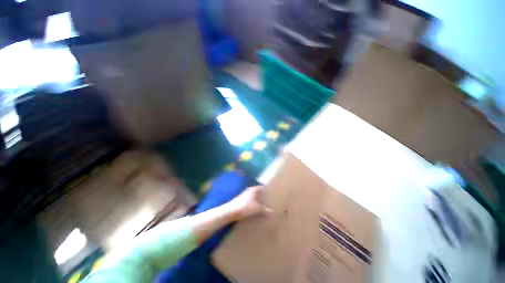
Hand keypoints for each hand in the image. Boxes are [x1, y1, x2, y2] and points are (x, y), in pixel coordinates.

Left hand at [225, 186, 272, 220]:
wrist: (230, 212)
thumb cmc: (245, 207)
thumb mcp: (257, 209)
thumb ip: (266, 210)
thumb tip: (273, 212)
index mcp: (254, 189)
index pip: (262, 186)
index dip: (268, 189)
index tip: (274, 192)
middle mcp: (250, 190)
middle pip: (259, 191)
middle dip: (264, 194)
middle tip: (271, 198)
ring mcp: (245, 195)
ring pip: (255, 195)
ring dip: (259, 198)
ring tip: (266, 203)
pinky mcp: (242, 200)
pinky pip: (251, 199)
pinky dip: (255, 202)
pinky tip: (258, 207)